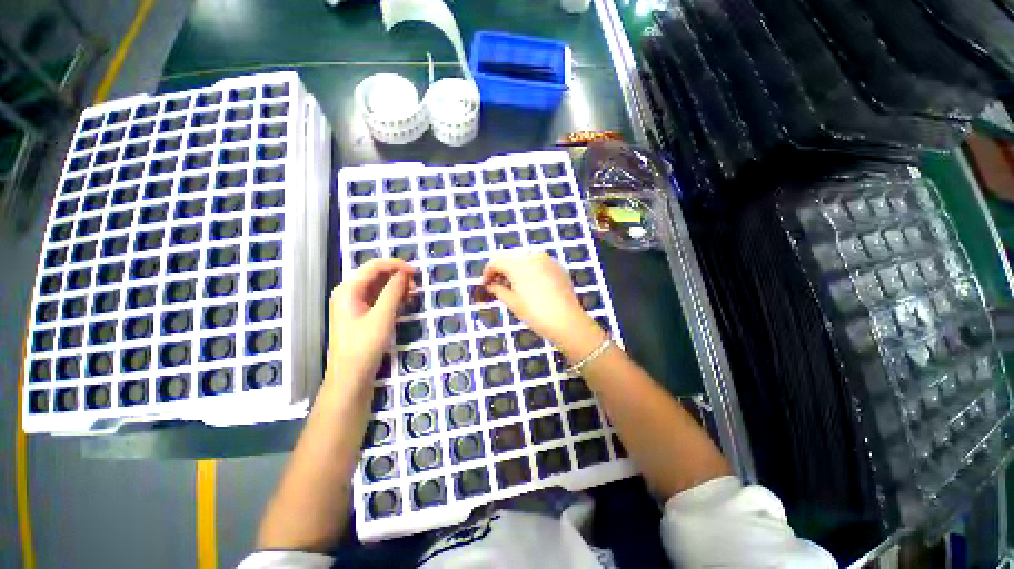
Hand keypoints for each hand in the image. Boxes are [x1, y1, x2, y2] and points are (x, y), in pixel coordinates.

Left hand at [326, 258, 414, 391]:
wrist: (350, 378)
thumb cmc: (364, 346)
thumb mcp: (382, 316)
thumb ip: (393, 291)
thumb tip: (405, 272)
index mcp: (348, 289)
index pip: (374, 266)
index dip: (396, 265)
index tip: (416, 272)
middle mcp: (349, 293)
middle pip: (376, 275)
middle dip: (397, 277)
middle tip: (416, 287)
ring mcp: (354, 304)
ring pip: (378, 287)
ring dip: (396, 287)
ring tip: (412, 296)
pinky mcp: (360, 315)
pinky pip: (378, 298)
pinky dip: (392, 298)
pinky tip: (403, 303)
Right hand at [481, 252, 605, 359]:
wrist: (567, 321)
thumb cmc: (536, 314)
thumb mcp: (513, 303)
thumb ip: (498, 290)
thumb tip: (490, 285)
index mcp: (518, 265)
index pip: (496, 262)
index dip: (488, 272)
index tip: (485, 284)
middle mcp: (532, 257)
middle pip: (510, 257)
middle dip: (501, 269)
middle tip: (498, 285)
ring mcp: (547, 260)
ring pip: (524, 258)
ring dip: (515, 268)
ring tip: (514, 285)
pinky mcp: (557, 266)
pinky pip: (538, 262)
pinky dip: (530, 269)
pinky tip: (530, 283)